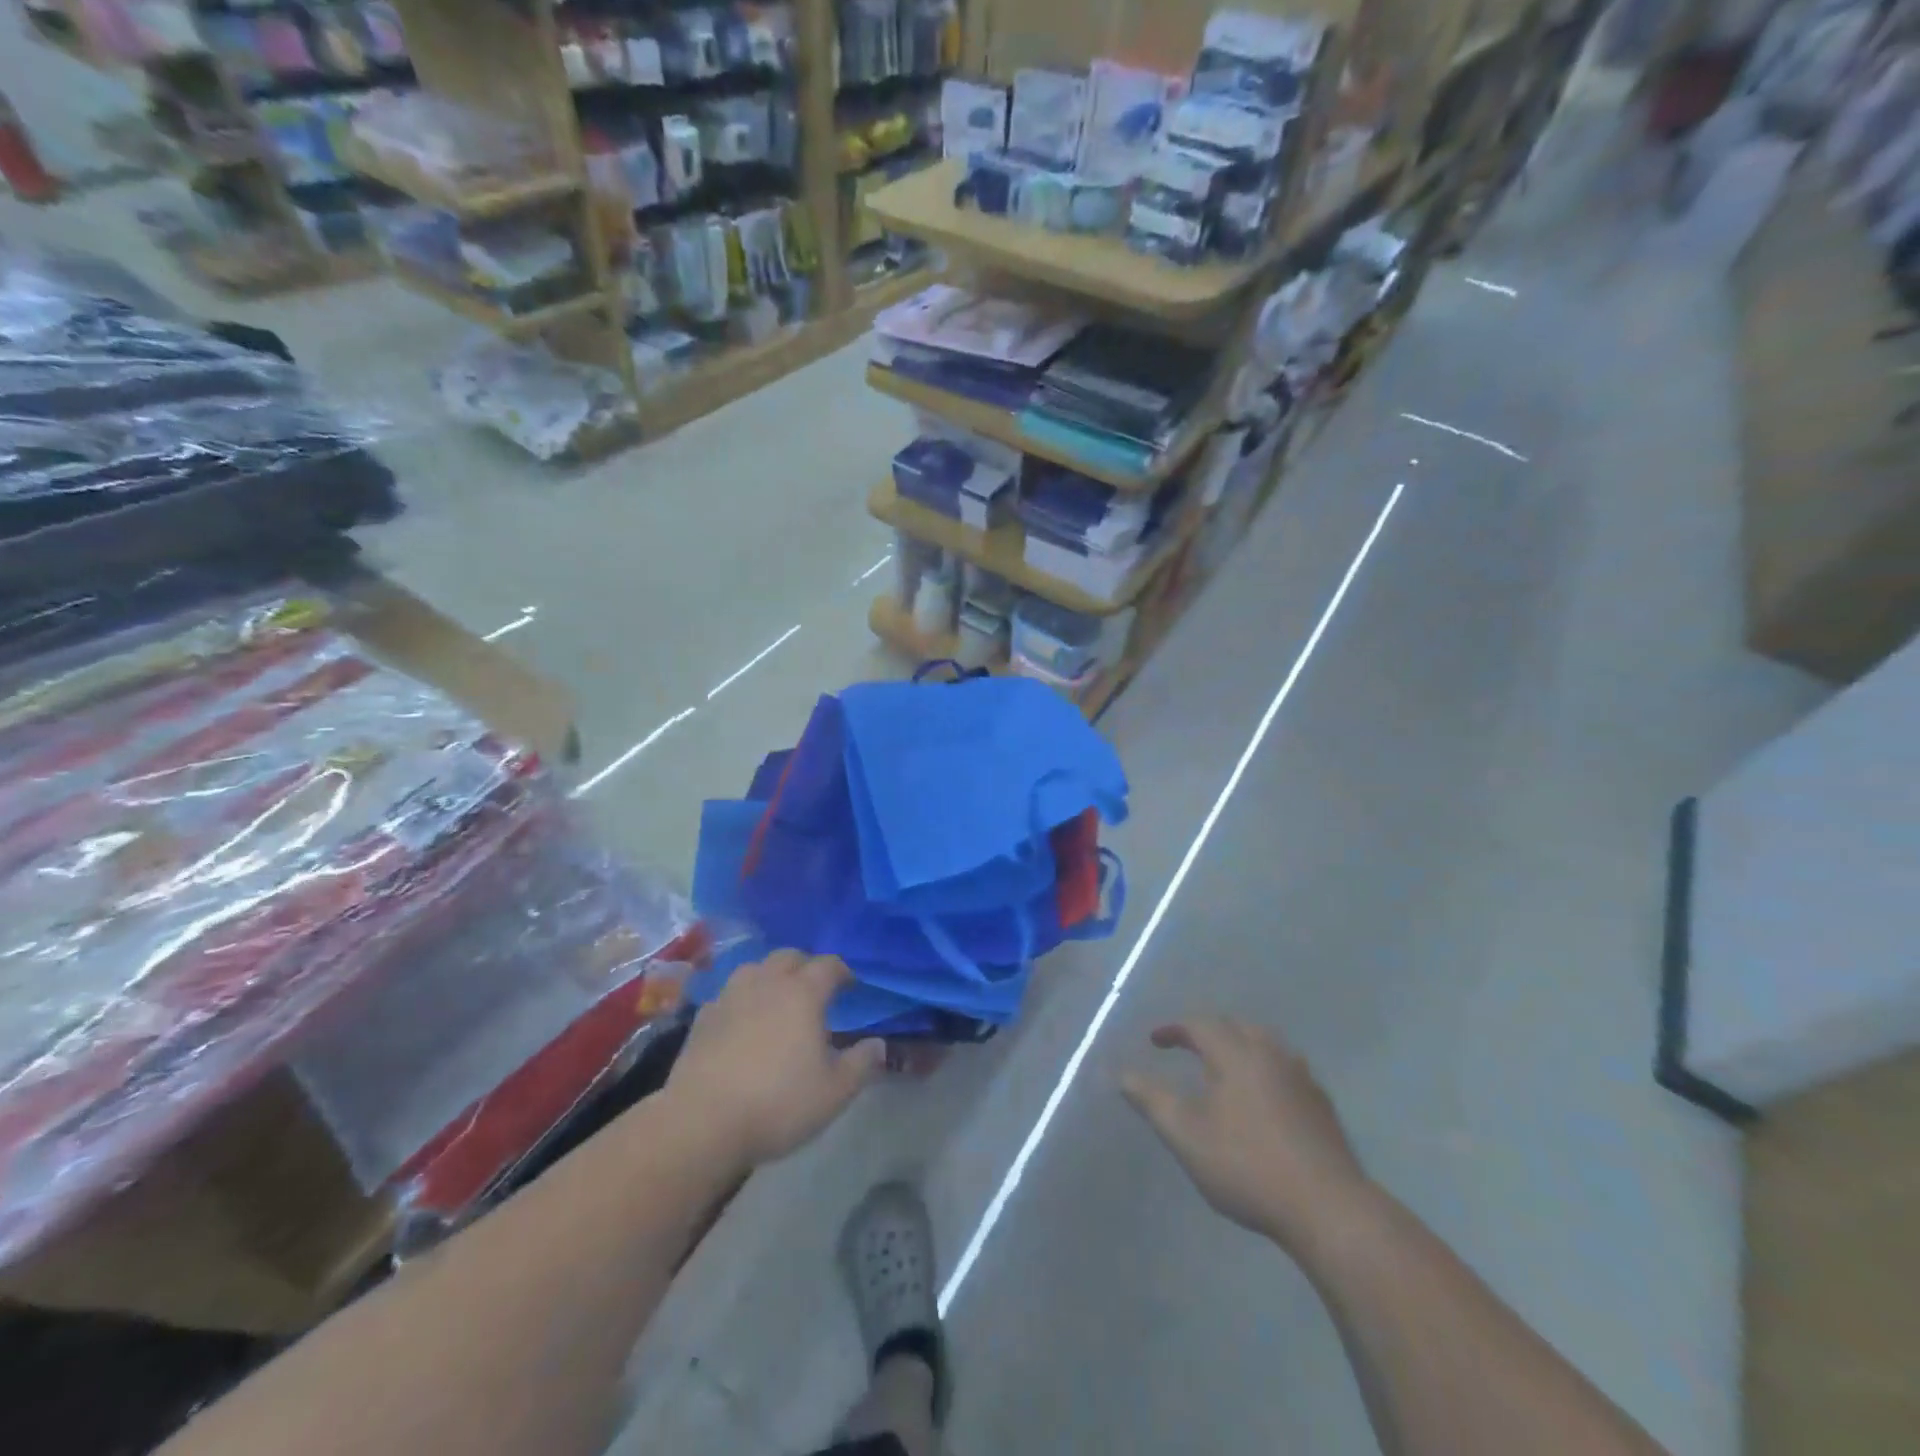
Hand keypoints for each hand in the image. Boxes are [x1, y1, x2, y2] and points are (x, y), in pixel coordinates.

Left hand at [668, 951, 885, 1168]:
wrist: (702, 1122)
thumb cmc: (778, 1103)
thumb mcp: (834, 1092)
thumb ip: (862, 1063)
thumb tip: (878, 1044)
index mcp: (803, 993)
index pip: (829, 965)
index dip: (843, 971)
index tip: (851, 985)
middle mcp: (766, 983)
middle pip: (789, 956)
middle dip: (806, 966)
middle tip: (815, 989)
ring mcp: (730, 997)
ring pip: (755, 968)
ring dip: (771, 976)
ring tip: (778, 999)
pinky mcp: (703, 1018)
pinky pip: (729, 994)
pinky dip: (742, 999)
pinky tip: (743, 1021)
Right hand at [1122, 1018, 1372, 1255]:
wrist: (1328, 1208)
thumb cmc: (1247, 1166)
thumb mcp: (1186, 1136)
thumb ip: (1152, 1101)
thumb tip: (1120, 1074)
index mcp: (1235, 1054)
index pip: (1200, 1024)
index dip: (1174, 1029)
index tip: (1155, 1040)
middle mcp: (1270, 1054)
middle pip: (1236, 1026)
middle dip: (1208, 1031)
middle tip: (1188, 1047)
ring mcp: (1301, 1077)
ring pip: (1265, 1044)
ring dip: (1239, 1045)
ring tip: (1224, 1066)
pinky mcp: (1321, 1104)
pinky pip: (1285, 1067)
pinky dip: (1264, 1068)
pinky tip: (1262, 1096)